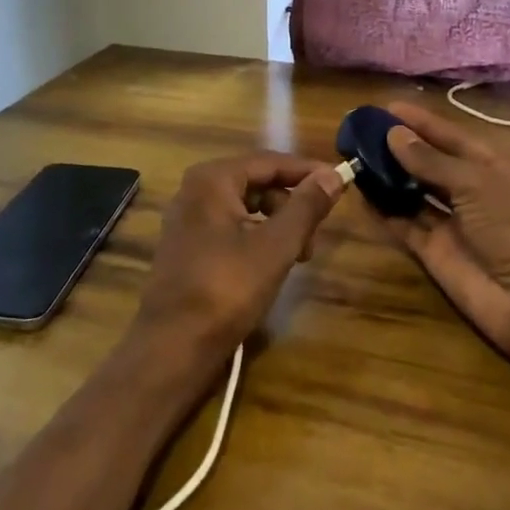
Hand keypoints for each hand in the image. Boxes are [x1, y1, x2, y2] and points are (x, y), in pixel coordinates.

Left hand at [132, 153, 346, 368]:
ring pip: (246, 207)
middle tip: (315, 235)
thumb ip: (305, 207)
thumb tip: (333, 176)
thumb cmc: (226, 289)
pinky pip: (231, 226)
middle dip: (291, 204)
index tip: (339, 183)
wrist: (171, 348)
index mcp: (213, 178)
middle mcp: (196, 189)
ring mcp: (188, 218)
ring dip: (277, 224)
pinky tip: (272, 264)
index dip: (307, 172)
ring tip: (299, 256)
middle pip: (257, 182)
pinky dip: (257, 237)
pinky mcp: (187, 246)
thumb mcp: (275, 247)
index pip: (270, 161)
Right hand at [379, 101, 509, 387]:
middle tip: (362, 132)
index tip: (387, 108)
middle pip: (430, 164)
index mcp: (492, 169)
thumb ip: (432, 161)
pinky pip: (405, 226)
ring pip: (414, 193)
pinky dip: (384, 211)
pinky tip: (360, 192)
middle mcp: (471, 193)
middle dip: (401, 148)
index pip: (451, 138)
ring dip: (388, 177)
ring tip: (355, 156)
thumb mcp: (476, 184)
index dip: (422, 123)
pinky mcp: (435, 253)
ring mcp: (452, 224)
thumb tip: (394, 134)